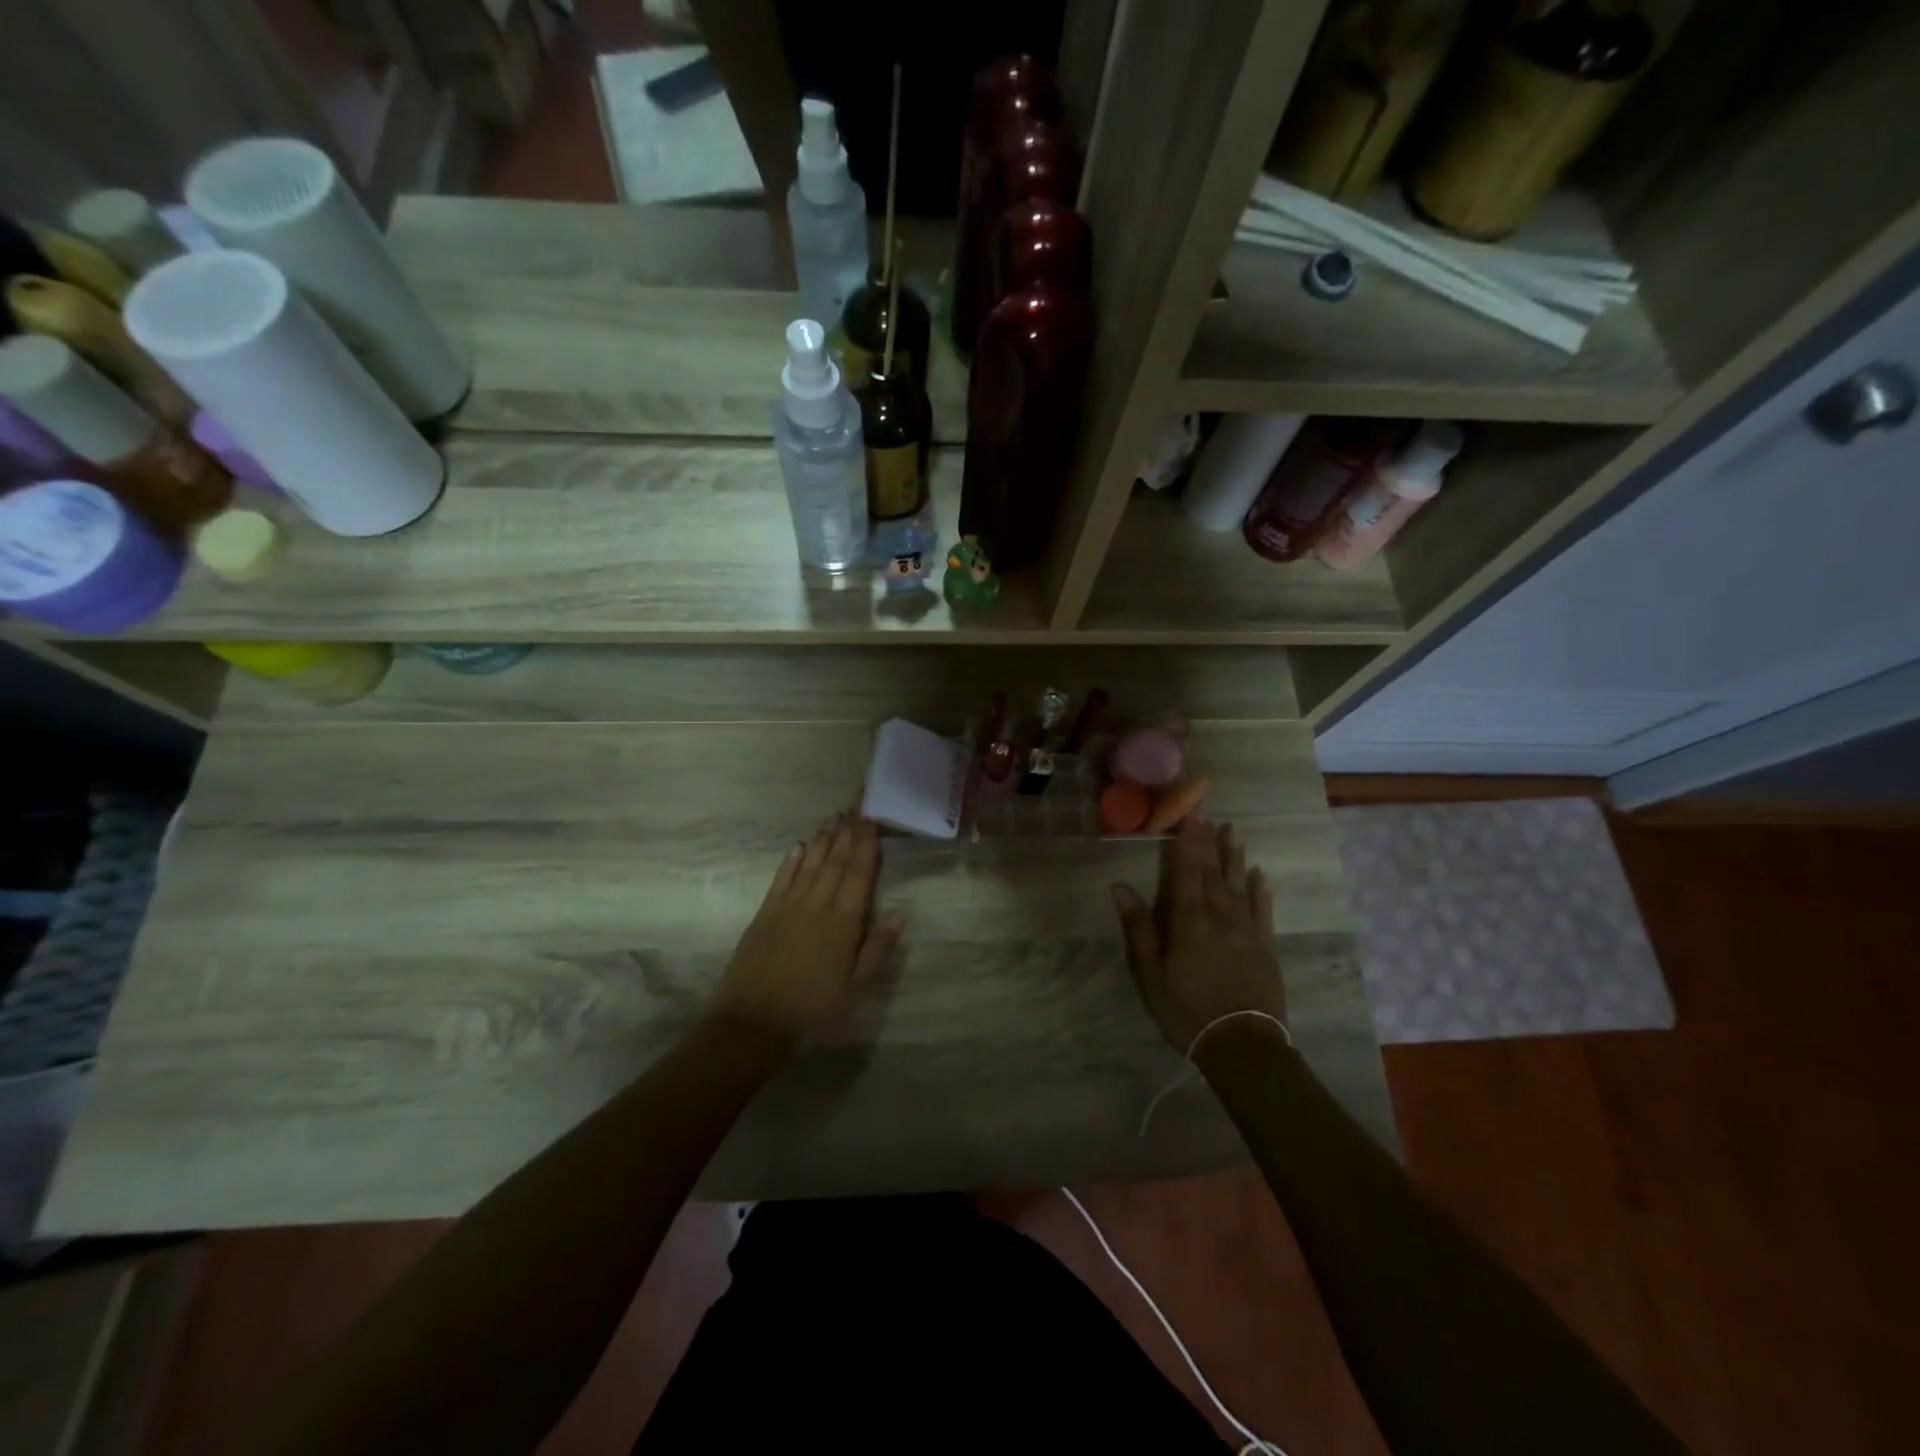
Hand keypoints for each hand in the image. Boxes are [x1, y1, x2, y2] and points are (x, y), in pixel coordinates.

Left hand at [710, 815, 904, 1047]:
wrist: (751, 1024)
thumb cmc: (812, 1012)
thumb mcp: (855, 989)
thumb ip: (878, 949)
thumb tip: (901, 912)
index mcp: (842, 923)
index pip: (858, 875)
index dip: (866, 846)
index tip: (873, 821)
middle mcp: (816, 906)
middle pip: (835, 863)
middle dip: (847, 834)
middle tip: (856, 808)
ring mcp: (787, 908)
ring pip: (809, 865)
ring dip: (822, 840)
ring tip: (833, 818)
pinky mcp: (764, 915)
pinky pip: (781, 880)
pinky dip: (791, 861)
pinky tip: (799, 847)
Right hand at [1110, 817, 1285, 1051]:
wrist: (1241, 1044)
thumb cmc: (1185, 1009)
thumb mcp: (1150, 973)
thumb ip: (1139, 928)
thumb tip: (1121, 887)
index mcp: (1188, 921)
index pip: (1185, 874)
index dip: (1186, 845)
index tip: (1189, 818)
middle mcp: (1219, 917)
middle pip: (1212, 875)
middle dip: (1208, 845)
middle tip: (1209, 817)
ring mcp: (1246, 932)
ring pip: (1239, 887)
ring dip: (1235, 860)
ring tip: (1233, 834)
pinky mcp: (1266, 949)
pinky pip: (1263, 913)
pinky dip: (1261, 893)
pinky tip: (1261, 876)